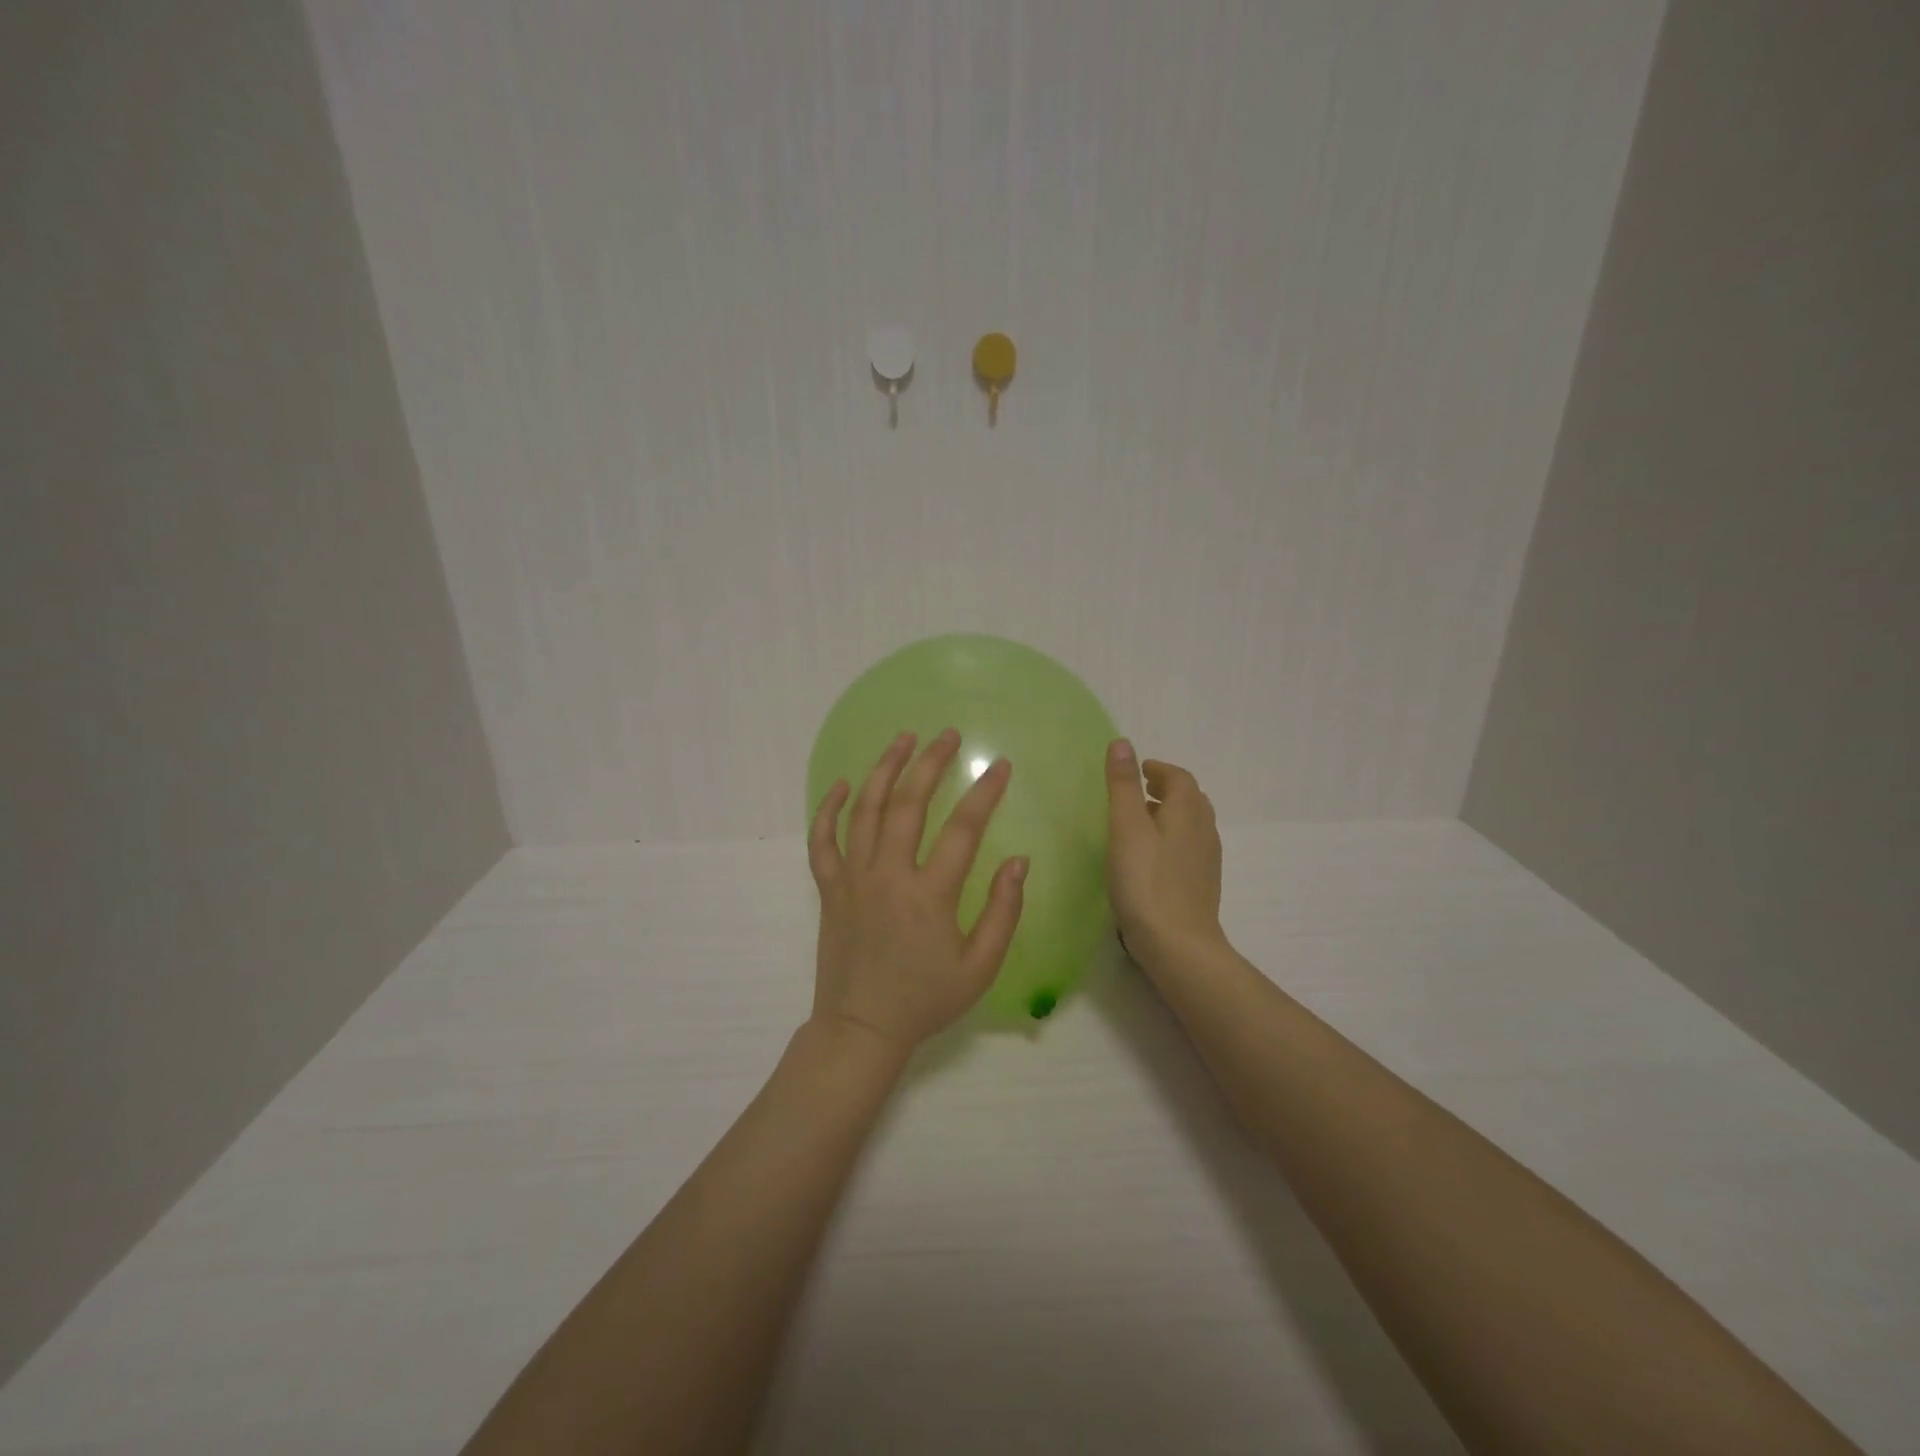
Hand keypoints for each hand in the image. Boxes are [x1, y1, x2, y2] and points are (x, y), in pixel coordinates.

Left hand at [808, 729, 1027, 1055]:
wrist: (861, 1028)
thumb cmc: (925, 1000)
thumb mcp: (980, 967)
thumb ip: (1003, 912)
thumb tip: (1019, 861)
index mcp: (930, 895)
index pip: (963, 829)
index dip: (985, 793)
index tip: (1001, 766)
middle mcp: (889, 875)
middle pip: (909, 804)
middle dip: (931, 763)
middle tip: (949, 735)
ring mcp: (854, 878)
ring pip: (866, 810)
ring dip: (885, 769)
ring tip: (903, 738)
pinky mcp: (830, 888)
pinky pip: (823, 840)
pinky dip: (829, 809)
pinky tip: (843, 784)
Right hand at [1105, 739, 1226, 971]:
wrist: (1177, 944)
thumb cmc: (1146, 881)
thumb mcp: (1127, 827)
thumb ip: (1124, 785)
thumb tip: (1123, 742)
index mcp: (1188, 811)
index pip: (1179, 777)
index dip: (1158, 769)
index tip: (1137, 771)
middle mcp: (1204, 830)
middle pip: (1189, 799)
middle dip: (1165, 789)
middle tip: (1137, 791)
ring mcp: (1206, 860)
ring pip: (1190, 825)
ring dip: (1167, 815)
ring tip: (1138, 822)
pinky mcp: (1201, 885)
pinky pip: (1187, 848)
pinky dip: (1170, 839)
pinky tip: (1149, 858)